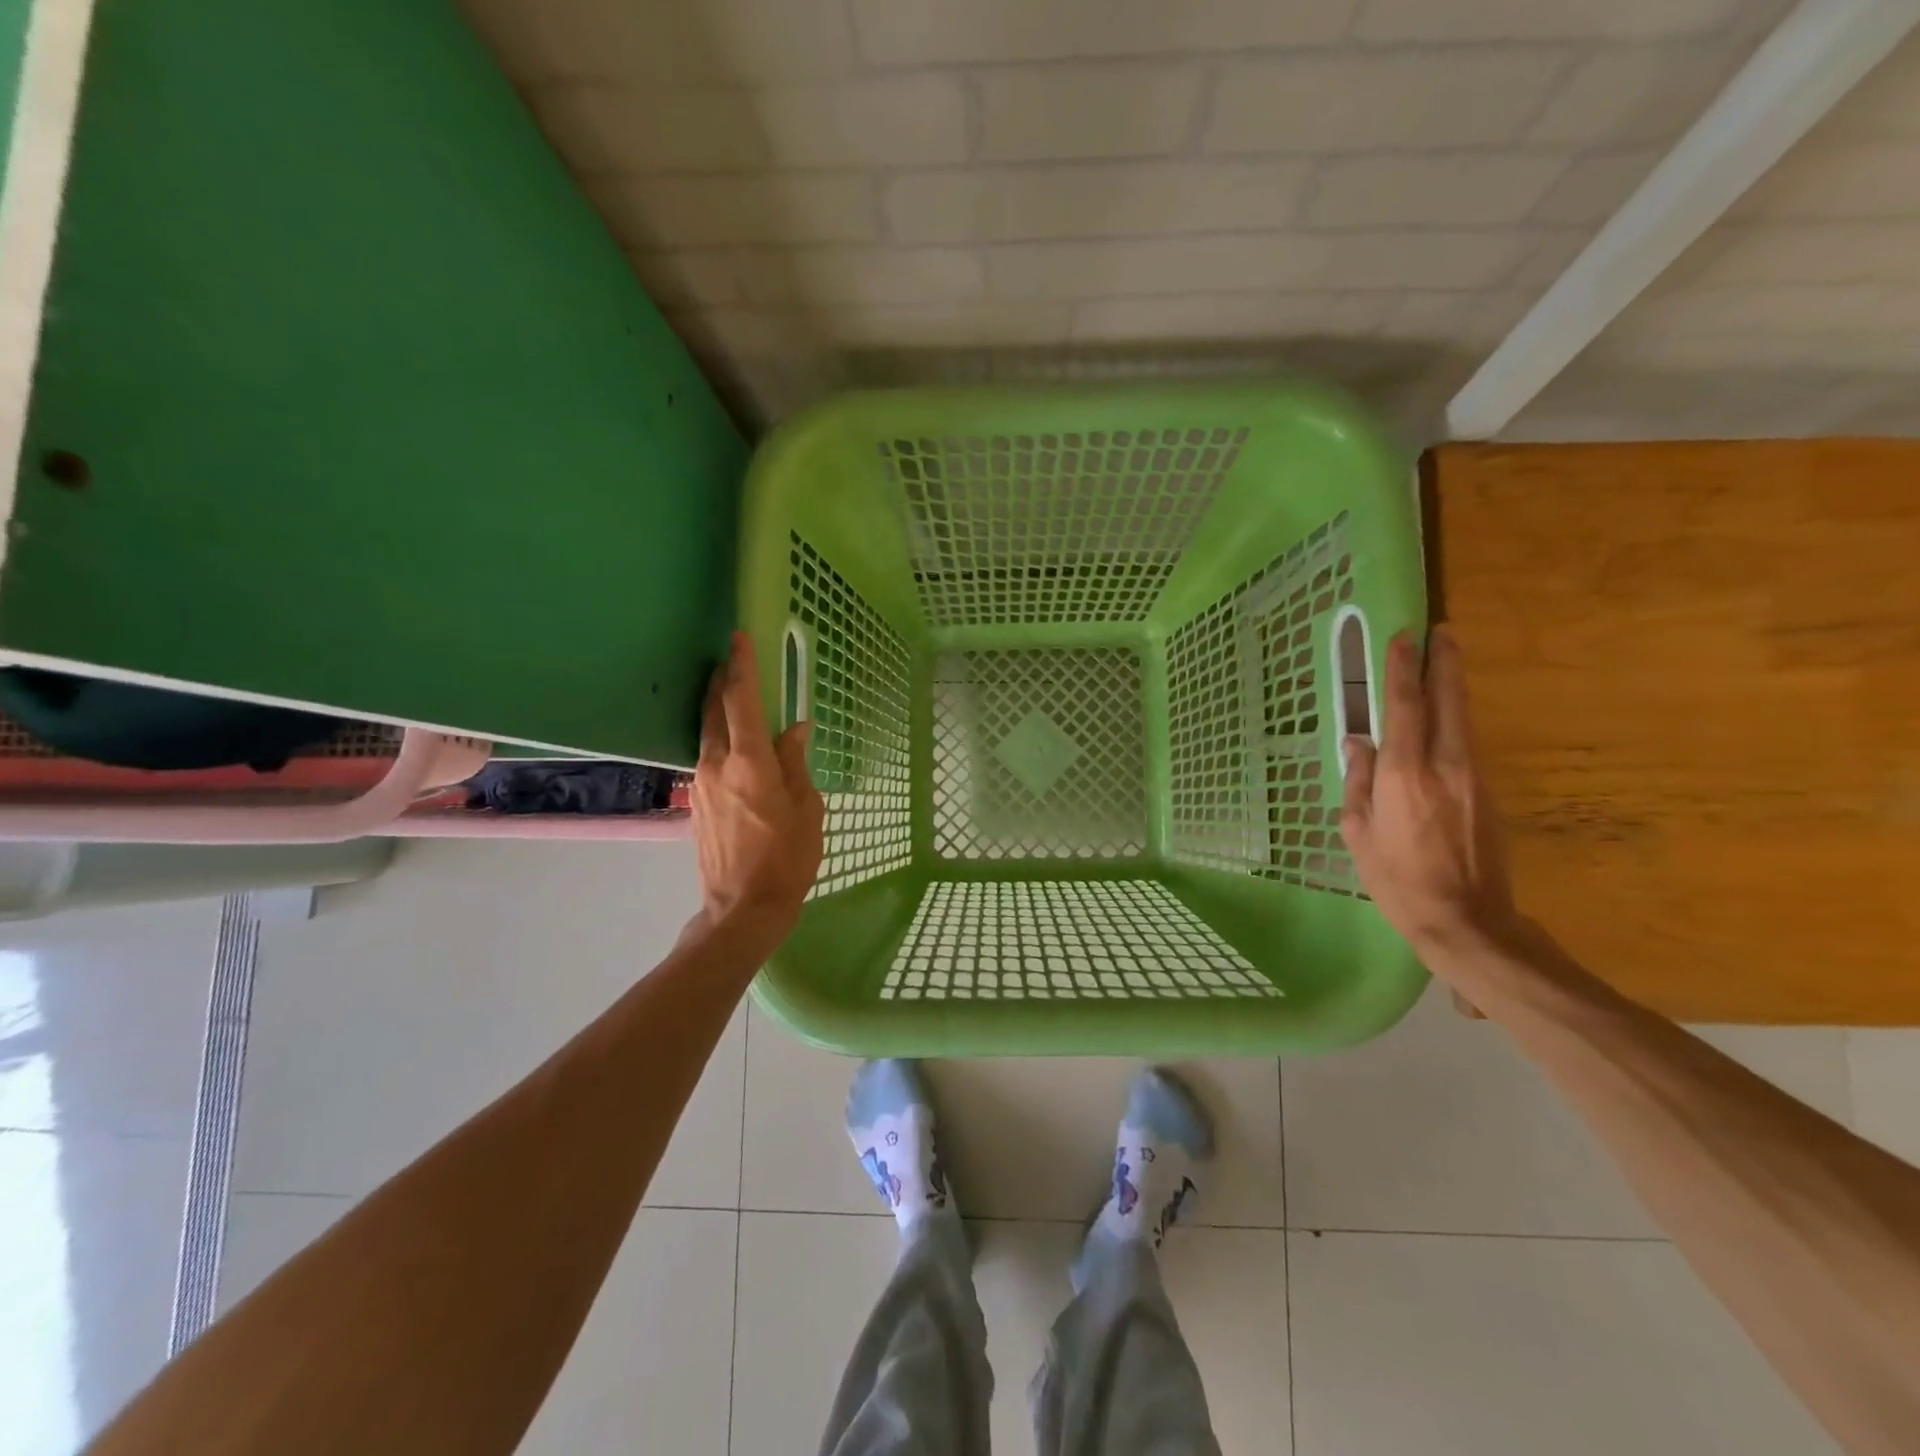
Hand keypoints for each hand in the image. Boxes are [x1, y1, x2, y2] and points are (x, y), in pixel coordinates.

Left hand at [690, 632, 824, 948]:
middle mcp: (717, 764)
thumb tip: (794, 730)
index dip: (742, 666)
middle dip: (722, 680)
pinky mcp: (697, 801)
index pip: (742, 701)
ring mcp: (702, 783)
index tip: (739, 637)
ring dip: (717, 707)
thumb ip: (797, 763)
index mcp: (750, 763)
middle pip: (714, 709)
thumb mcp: (807, 809)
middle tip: (731, 658)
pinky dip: (718, 737)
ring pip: (706, 732)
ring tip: (731, 693)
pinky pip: (707, 756)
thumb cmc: (787, 858)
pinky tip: (732, 742)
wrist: (742, 907)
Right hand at [1339, 626, 1520, 959]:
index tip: (1404, 638)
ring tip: (1445, 663)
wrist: (1466, 920)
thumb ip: (1357, 782)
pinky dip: (1453, 722)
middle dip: (1445, 664)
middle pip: (1447, 702)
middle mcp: (1444, 766)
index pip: (1404, 707)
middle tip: (1443, 631)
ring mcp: (1473, 778)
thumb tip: (1357, 742)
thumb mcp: (1357, 832)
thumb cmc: (1396, 879)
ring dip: (1452, 688)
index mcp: (1403, 775)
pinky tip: (1443, 721)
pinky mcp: (1488, 794)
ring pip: (1462, 720)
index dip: (1403, 669)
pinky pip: (1465, 746)